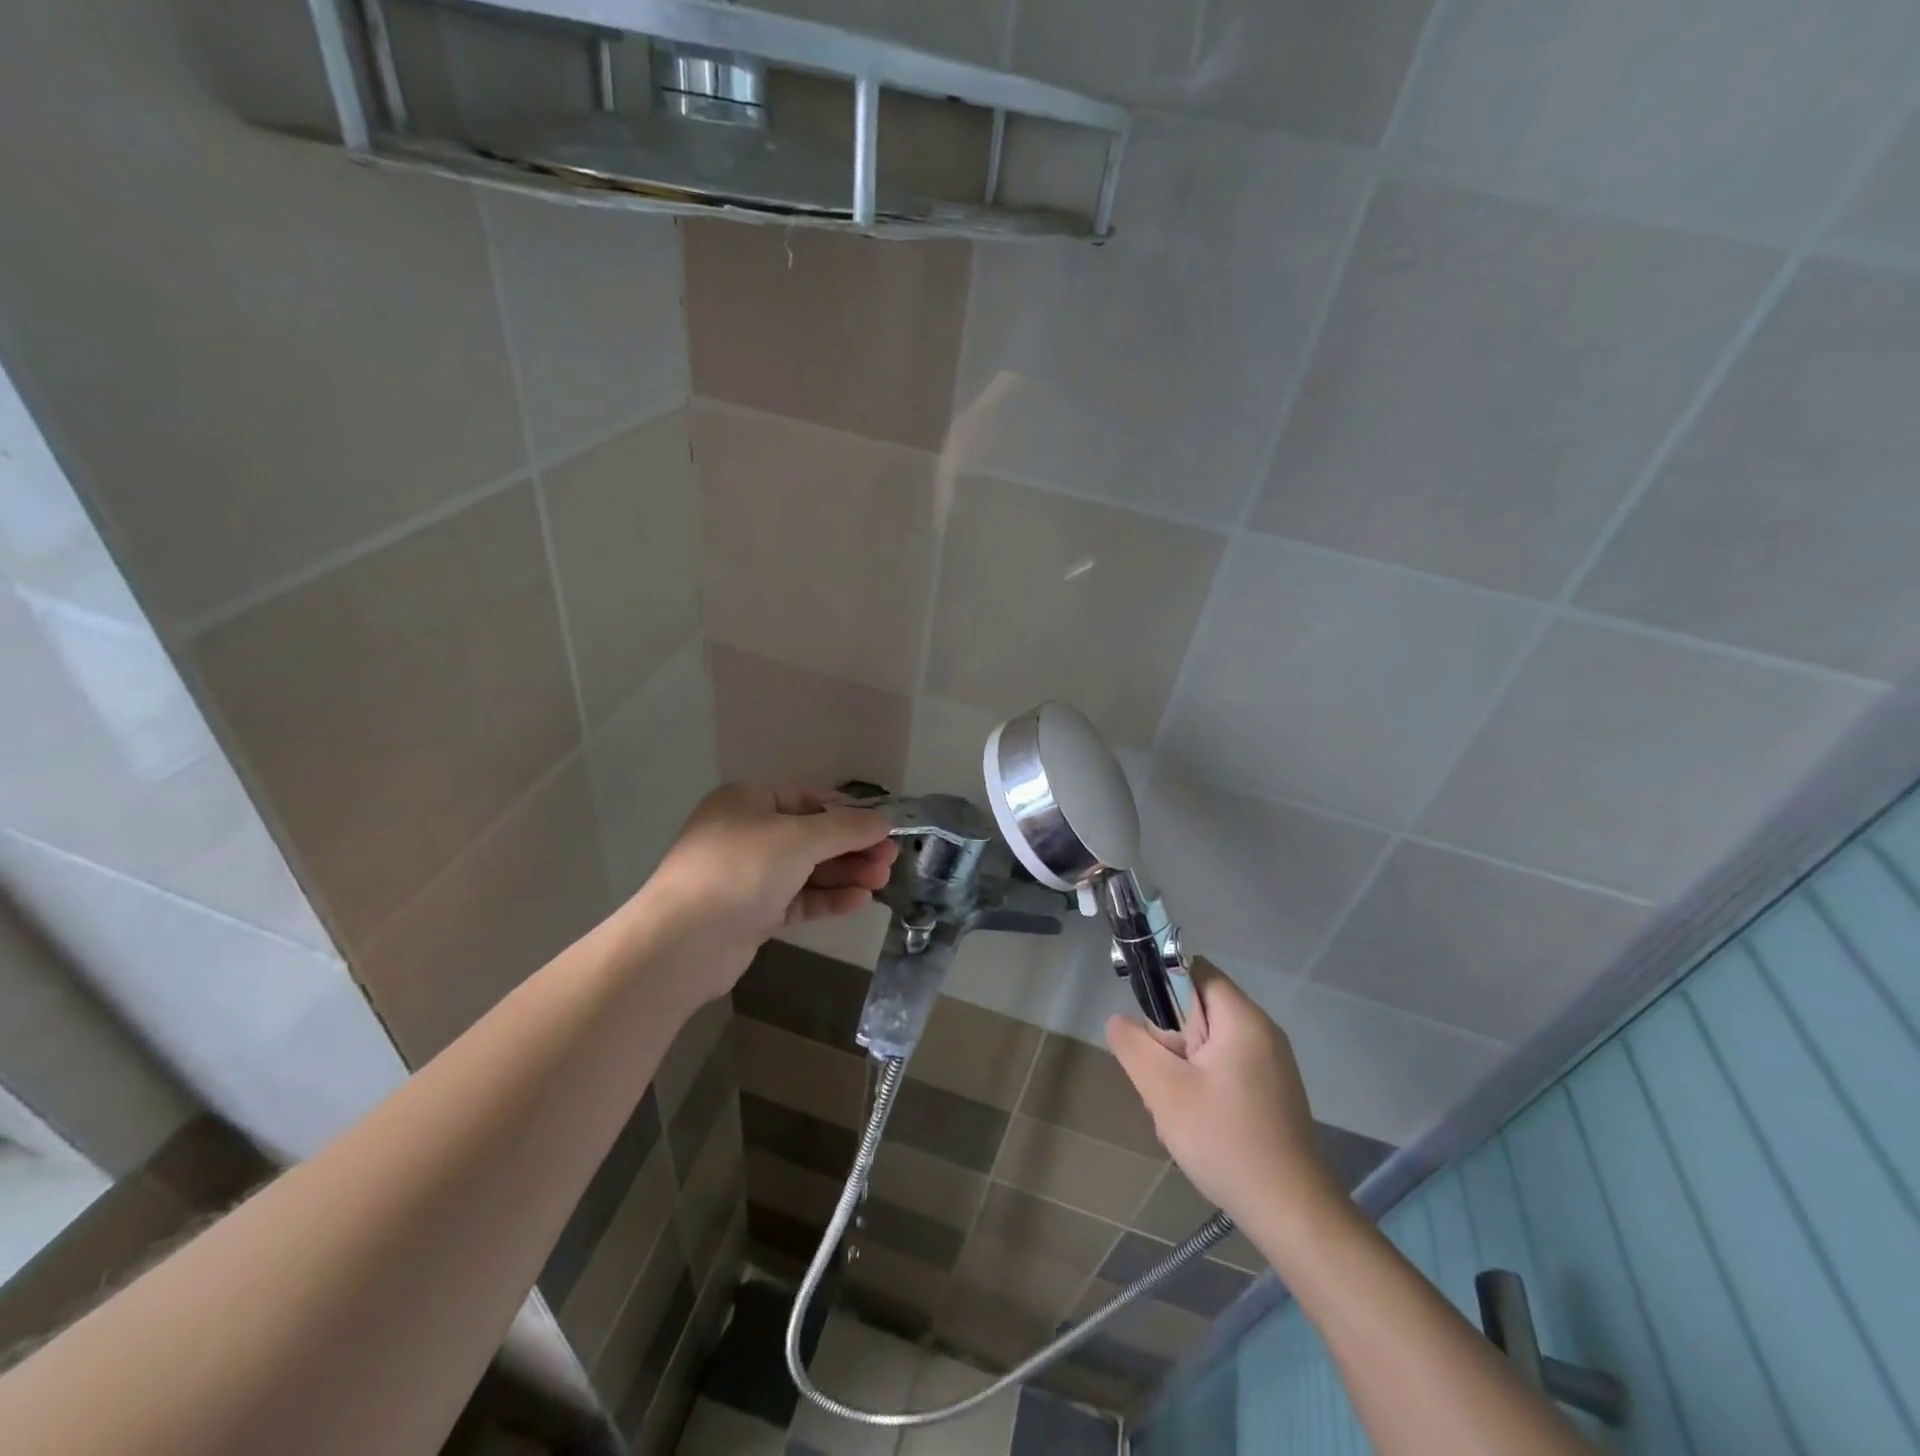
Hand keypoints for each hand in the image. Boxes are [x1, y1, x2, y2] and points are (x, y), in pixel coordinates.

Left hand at [630, 785, 896, 1005]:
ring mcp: (749, 876)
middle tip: (891, 859)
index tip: (885, 827)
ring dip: (845, 873)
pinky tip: (859, 900)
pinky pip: (799, 898)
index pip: (809, 799)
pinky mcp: (753, 913)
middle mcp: (748, 834)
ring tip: (882, 880)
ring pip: (808, 870)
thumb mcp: (798, 839)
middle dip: (853, 847)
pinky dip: (828, 897)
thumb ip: (845, 828)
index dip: (849, 812)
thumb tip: (884, 820)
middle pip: (812, 837)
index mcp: (749, 802)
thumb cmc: (740, 870)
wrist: (683, 942)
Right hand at [1107, 960, 1340, 1232]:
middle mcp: (1262, 1032)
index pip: (1194, 971)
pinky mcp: (1271, 1094)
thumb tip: (1118, 1020)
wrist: (1292, 1214)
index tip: (1147, 1030)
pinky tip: (1195, 1128)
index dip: (1163, 987)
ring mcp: (1270, 1065)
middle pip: (1198, 1011)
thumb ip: (1134, 1045)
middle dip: (1169, 1042)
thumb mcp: (1164, 1090)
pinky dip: (1202, 1089)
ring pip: (1207, 1046)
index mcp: (1242, 1019)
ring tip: (1174, 1114)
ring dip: (1181, 1072)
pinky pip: (1224, 1072)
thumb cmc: (1225, 1141)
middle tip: (1160, 1083)